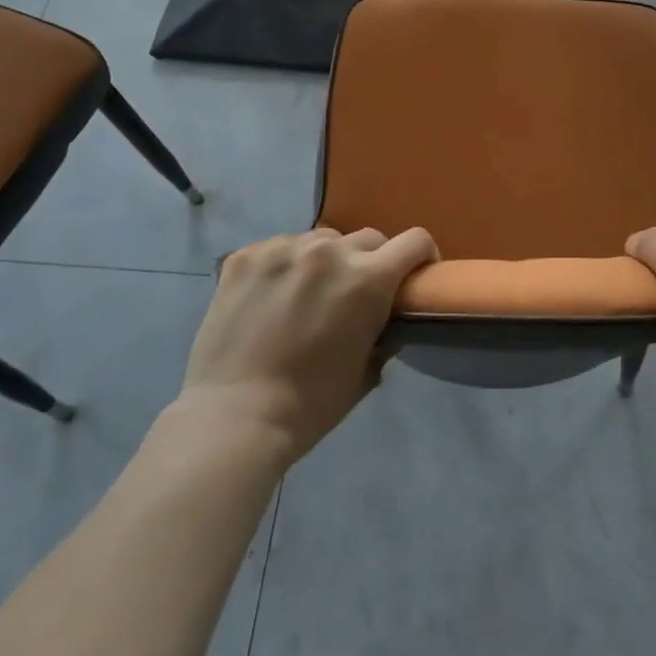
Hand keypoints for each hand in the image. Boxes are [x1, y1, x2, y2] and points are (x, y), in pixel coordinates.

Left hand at [168, 226, 437, 466]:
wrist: (234, 417)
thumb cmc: (310, 405)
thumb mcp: (366, 371)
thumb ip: (382, 333)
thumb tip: (384, 319)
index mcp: (368, 279)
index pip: (415, 241)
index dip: (422, 256)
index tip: (414, 274)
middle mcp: (329, 252)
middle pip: (368, 238)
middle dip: (371, 262)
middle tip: (355, 293)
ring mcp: (284, 248)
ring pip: (322, 240)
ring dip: (326, 261)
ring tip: (307, 293)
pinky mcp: (246, 255)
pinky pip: (280, 247)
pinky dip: (285, 265)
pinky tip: (271, 296)